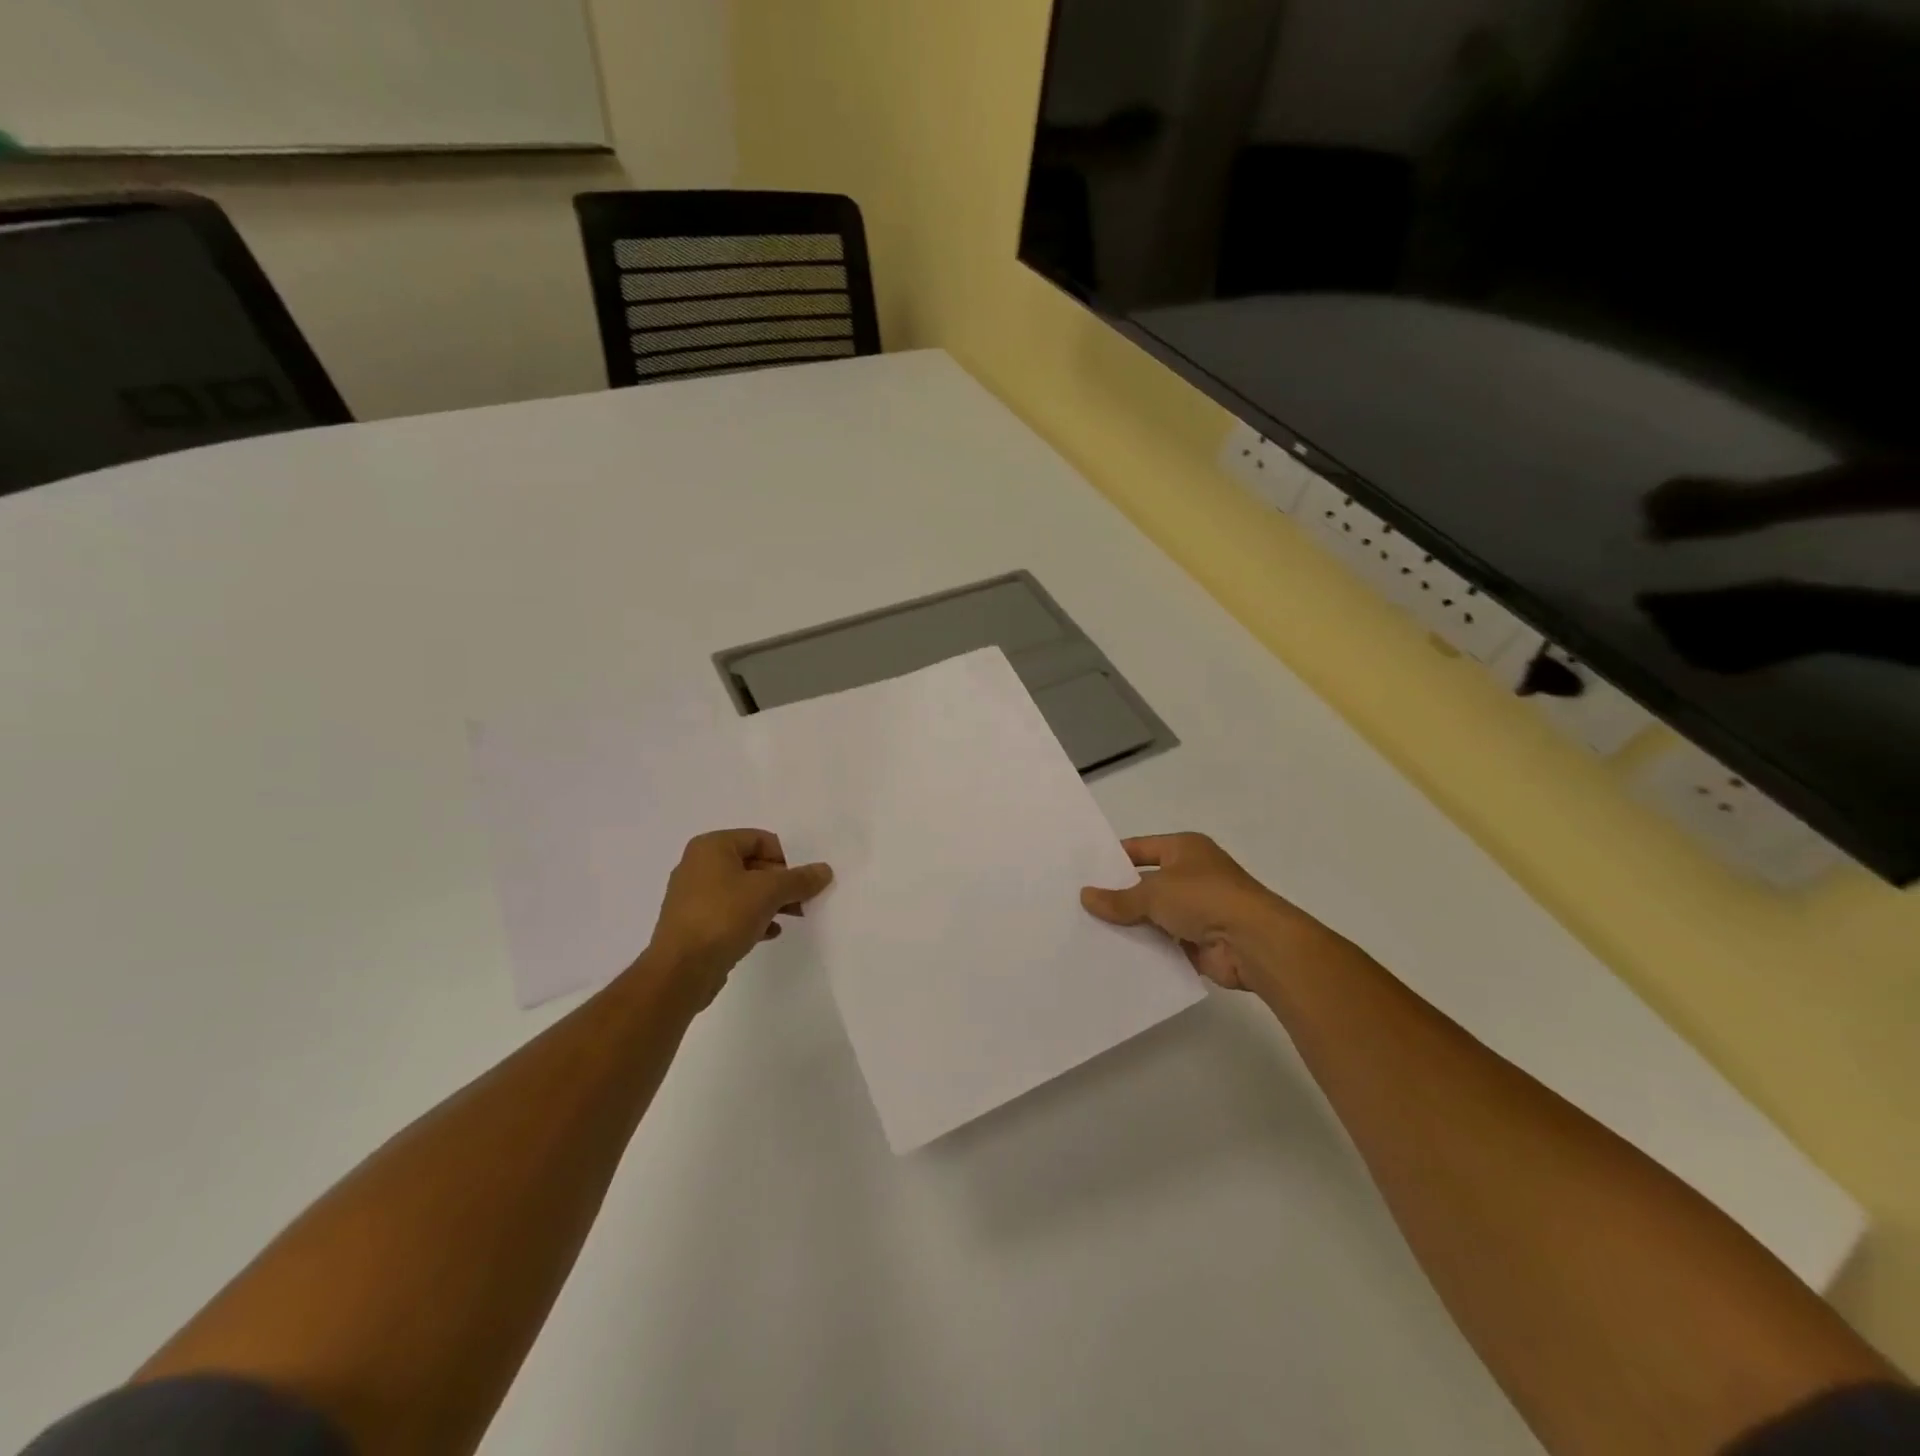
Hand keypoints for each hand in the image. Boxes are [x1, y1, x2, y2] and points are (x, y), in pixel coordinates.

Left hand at [642, 829, 832, 1006]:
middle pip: (752, 864)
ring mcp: (694, 896)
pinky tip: (770, 932)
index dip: (786, 857)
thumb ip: (799, 879)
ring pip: (743, 891)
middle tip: (804, 900)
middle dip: (781, 882)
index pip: (760, 839)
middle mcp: (698, 865)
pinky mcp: (694, 924)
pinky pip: (731, 913)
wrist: (680, 971)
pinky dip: (753, 918)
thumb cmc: (723, 917)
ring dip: (770, 901)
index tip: (803, 880)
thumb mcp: (768, 892)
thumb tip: (824, 870)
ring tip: (794, 916)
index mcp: (711, 847)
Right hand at [1081, 833, 1324, 992]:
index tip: (1082, 873)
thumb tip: (1085, 896)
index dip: (1112, 859)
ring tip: (1090, 934)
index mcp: (1184, 849)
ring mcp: (1198, 910)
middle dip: (1118, 896)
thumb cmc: (1204, 899)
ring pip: (1154, 916)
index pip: (1140, 849)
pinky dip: (1147, 950)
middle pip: (1146, 883)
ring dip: (1132, 926)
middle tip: (1079, 907)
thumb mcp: (1154, 892)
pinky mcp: (1201, 942)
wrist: (1254, 942)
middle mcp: (1192, 875)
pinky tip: (1116, 957)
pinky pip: (1166, 944)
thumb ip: (1119, 899)